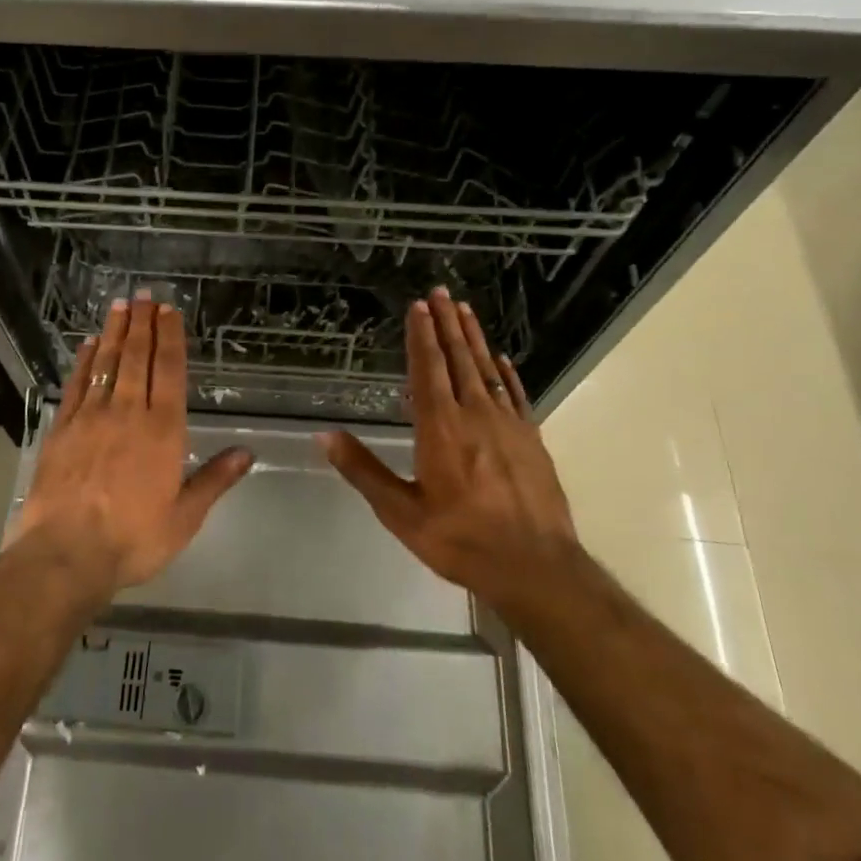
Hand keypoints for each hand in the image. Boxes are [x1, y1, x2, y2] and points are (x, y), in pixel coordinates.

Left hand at [15, 292, 252, 590]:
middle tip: (145, 296)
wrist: (66, 553)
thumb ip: (214, 479)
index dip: (170, 338)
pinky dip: (85, 361)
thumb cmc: (133, 539)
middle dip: (143, 324)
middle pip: (137, 358)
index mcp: (163, 430)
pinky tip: (89, 344)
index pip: (169, 371)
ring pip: (107, 364)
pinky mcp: (62, 429)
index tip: (170, 311)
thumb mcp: (185, 517)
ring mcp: (91, 417)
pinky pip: (77, 384)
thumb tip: (247, 452)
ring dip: (116, 333)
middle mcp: (128, 413)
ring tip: (121, 306)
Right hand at [317, 287, 578, 613]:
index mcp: (440, 428)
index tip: (419, 306)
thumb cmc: (461, 540)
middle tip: (441, 292)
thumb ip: (364, 471)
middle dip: (448, 324)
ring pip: (488, 370)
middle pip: (460, 360)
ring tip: (465, 310)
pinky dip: (507, 373)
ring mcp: (508, 425)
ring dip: (475, 339)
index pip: (429, 370)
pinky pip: (516, 395)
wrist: (536, 568)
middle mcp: (475, 415)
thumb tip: (325, 436)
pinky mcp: (532, 439)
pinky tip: (502, 359)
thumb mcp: (402, 513)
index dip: (422, 336)